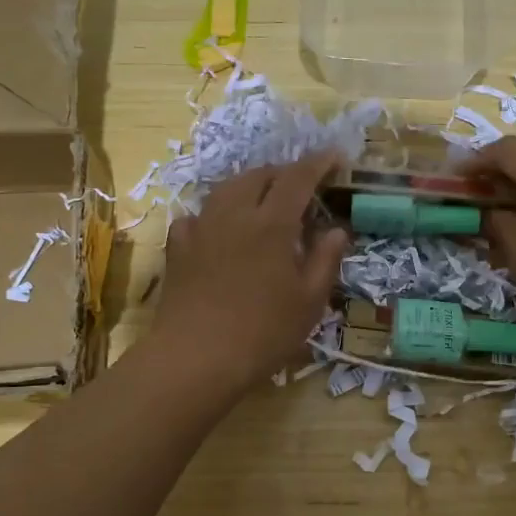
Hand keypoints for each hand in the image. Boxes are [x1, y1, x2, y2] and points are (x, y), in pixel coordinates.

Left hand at [151, 153, 348, 393]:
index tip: (334, 157)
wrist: (196, 358)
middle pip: (259, 176)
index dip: (318, 163)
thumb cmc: (263, 332)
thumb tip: (336, 230)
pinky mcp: (178, 248)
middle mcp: (234, 214)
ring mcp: (201, 228)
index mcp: (271, 223)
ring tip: (263, 200)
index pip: (298, 178)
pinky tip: (220, 229)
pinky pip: (197, 216)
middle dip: (283, 173)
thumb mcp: (309, 301)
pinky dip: (215, 213)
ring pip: (226, 189)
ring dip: (250, 186)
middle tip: (301, 187)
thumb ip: (325, 259)